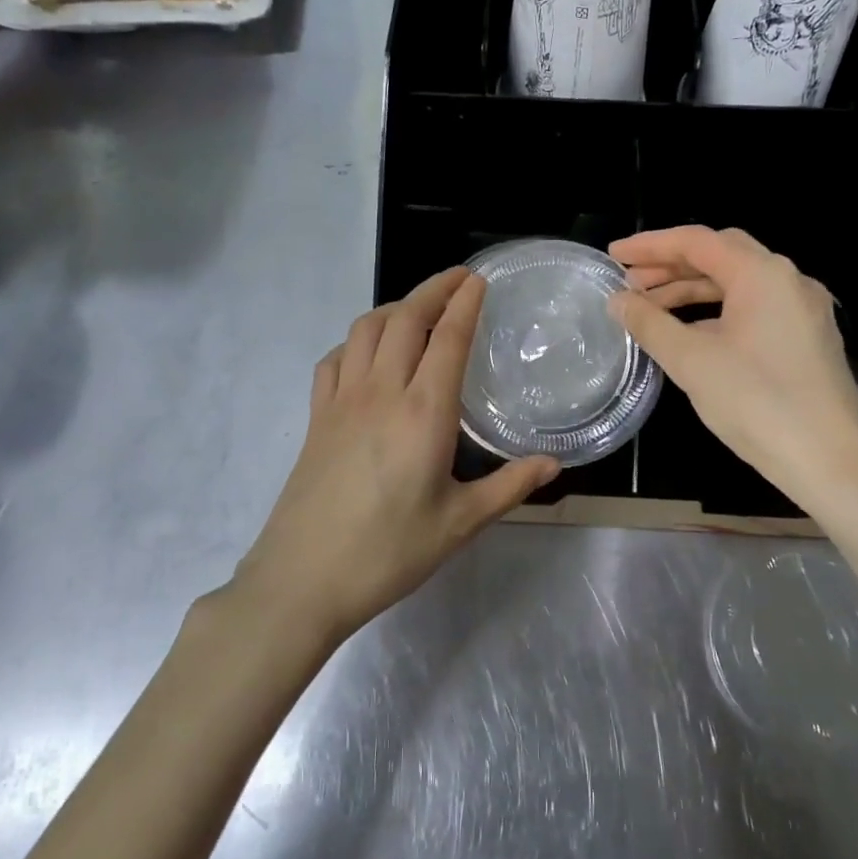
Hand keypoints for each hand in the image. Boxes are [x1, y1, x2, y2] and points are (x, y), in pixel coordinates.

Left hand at [232, 268, 558, 640]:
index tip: (479, 280)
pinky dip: (356, 341)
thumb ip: (509, 487)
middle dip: (433, 289)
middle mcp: (381, 391)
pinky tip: (367, 355)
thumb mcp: (460, 523)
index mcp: (423, 412)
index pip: (447, 338)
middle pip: (405, 318)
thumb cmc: (389, 552)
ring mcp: (342, 400)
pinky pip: (335, 359)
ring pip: (366, 329)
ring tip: (418, 310)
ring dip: (395, 307)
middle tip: (459, 279)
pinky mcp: (316, 417)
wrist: (303, 579)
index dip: (465, 302)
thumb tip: (554, 464)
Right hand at [607, 225, 857, 505]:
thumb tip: (618, 301)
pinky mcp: (808, 338)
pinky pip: (755, 308)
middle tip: (629, 282)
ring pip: (738, 284)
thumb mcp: (691, 361)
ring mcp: (803, 310)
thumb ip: (650, 323)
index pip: (697, 241)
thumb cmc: (757, 403)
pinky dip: (717, 311)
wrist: (832, 462)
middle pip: (720, 256)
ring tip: (650, 309)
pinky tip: (691, 333)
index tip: (614, 255)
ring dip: (692, 291)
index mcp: (762, 274)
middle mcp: (789, 280)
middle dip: (670, 265)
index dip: (650, 245)